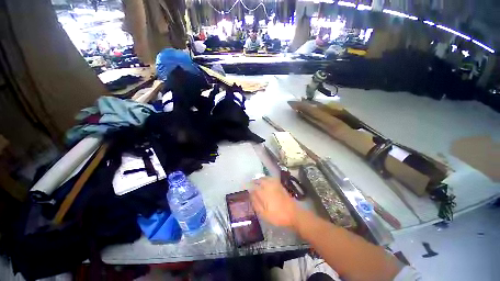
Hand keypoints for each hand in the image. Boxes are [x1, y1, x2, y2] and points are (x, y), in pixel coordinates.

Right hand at [250, 177, 299, 228]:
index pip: (254, 187)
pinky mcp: (280, 185)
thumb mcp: (264, 214)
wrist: (293, 214)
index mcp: (264, 193)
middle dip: (254, 181)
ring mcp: (275, 185)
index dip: (249, 186)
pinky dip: (267, 178)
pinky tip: (266, 181)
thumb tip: (251, 195)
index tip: (245, 185)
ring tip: (257, 182)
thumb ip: (256, 203)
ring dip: (260, 178)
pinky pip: (271, 178)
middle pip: (260, 180)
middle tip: (251, 183)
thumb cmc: (278, 216)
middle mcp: (269, 186)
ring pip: (266, 178)